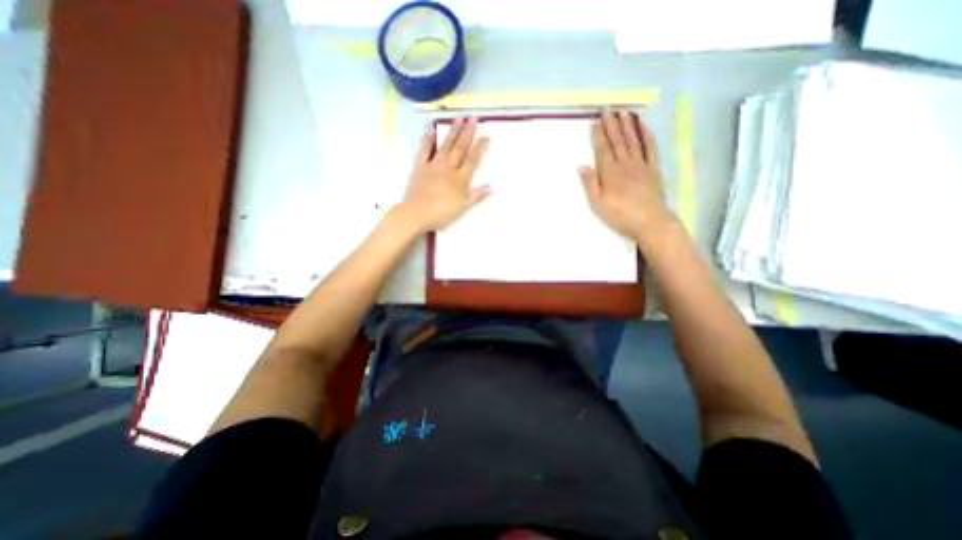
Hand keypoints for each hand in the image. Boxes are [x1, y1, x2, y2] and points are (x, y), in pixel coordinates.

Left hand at [399, 118, 491, 232]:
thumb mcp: (464, 207)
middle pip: (460, 148)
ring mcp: (433, 165)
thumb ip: (477, 195)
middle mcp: (449, 168)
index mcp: (461, 178)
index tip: (487, 135)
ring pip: (445, 146)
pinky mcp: (419, 167)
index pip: (473, 160)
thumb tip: (492, 187)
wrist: (417, 213)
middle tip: (474, 118)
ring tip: (459, 119)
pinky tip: (431, 128)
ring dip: (452, 132)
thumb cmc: (443, 213)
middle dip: (468, 133)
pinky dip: (428, 139)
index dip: (481, 148)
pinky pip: (424, 150)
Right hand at [579, 107, 671, 239]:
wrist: (649, 222)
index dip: (599, 135)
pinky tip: (644, 126)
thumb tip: (581, 166)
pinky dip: (647, 135)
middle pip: (618, 141)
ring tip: (624, 111)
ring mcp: (641, 165)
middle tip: (608, 109)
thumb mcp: (598, 204)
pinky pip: (651, 148)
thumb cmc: (620, 215)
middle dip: (612, 124)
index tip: (596, 121)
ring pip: (634, 140)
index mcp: (610, 173)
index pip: (603, 149)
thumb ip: (590, 184)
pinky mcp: (654, 169)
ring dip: (628, 125)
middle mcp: (625, 164)